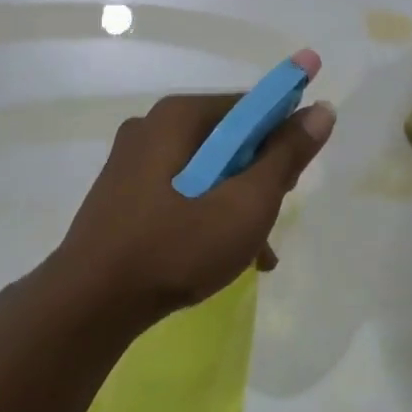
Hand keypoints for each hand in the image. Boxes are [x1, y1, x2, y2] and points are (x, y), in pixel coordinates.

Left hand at [53, 52, 335, 323]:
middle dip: (259, 177)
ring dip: (237, 204)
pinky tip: (226, 257)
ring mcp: (132, 162)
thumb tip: (321, 110)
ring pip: (206, 171)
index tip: (297, 174)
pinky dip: (207, 215)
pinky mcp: (123, 195)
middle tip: (274, 214)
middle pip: (228, 139)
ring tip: (258, 252)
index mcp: (178, 116)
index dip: (283, 133)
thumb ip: (286, 156)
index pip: (249, 106)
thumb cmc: (176, 247)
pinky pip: (181, 192)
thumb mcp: (246, 204)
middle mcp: (152, 127)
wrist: (89, 304)